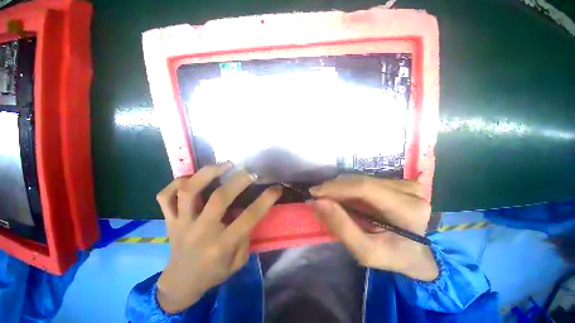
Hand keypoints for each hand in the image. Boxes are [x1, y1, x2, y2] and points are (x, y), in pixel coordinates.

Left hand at [155, 163, 281, 312]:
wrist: (181, 283)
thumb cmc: (214, 272)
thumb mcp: (238, 260)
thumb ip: (245, 235)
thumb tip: (247, 210)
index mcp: (221, 245)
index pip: (249, 217)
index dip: (266, 200)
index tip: (276, 188)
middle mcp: (201, 231)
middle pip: (219, 198)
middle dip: (239, 180)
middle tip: (251, 171)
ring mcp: (181, 223)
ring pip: (189, 191)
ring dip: (208, 173)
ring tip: (224, 165)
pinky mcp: (169, 220)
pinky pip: (166, 196)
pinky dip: (176, 182)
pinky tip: (191, 178)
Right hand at [309, 175, 438, 280]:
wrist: (417, 253)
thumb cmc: (393, 256)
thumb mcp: (366, 252)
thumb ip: (341, 227)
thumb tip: (317, 202)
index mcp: (408, 209)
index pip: (365, 188)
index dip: (336, 187)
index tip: (314, 193)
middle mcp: (410, 190)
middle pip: (360, 181)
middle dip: (334, 188)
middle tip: (317, 198)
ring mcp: (404, 183)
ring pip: (360, 178)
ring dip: (339, 188)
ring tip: (328, 200)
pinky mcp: (397, 182)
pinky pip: (364, 180)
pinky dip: (348, 188)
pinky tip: (341, 198)